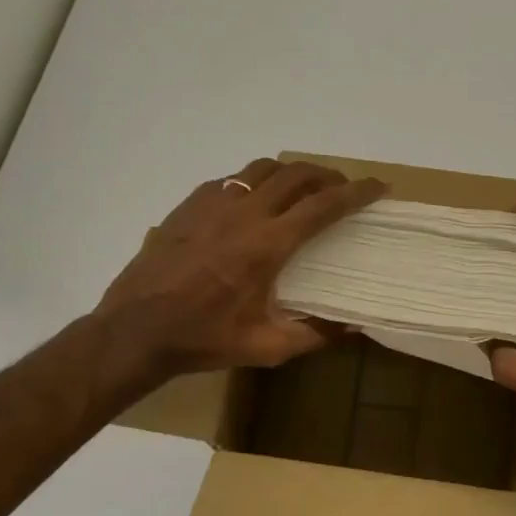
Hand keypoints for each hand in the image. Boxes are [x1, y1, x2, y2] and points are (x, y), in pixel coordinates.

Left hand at [96, 158, 386, 376]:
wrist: (135, 330)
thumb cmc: (204, 339)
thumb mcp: (266, 348)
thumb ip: (314, 335)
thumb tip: (352, 327)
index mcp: (268, 245)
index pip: (324, 205)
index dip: (357, 192)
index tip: (379, 187)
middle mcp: (244, 212)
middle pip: (297, 174)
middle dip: (328, 174)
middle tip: (342, 188)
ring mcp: (212, 203)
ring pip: (262, 168)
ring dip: (291, 173)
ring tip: (302, 189)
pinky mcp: (188, 205)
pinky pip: (230, 179)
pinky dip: (253, 183)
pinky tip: (252, 203)